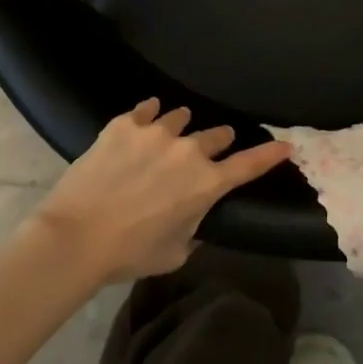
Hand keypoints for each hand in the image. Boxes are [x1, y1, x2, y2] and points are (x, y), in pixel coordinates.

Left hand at [26, 98, 293, 284]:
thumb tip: (194, 219)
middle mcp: (188, 151)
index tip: (286, 144)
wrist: (75, 237)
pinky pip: (146, 109)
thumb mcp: (174, 253)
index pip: (250, 165)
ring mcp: (155, 133)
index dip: (271, 154)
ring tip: (172, 131)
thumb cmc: (129, 253)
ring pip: (181, 117)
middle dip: (217, 143)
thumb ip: (193, 231)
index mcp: (206, 184)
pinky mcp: (124, 125)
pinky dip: (150, 114)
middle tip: (207, 151)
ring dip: (181, 127)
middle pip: (216, 136)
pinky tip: (146, 116)